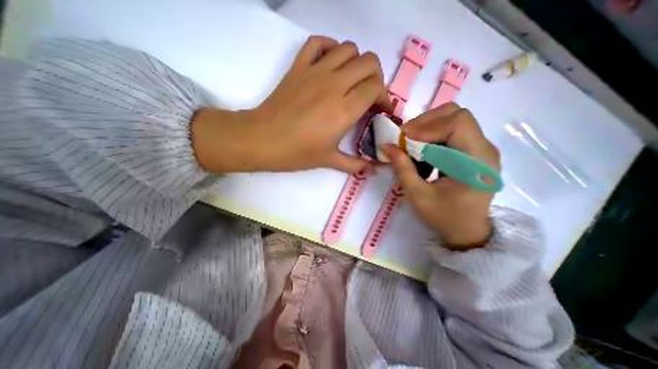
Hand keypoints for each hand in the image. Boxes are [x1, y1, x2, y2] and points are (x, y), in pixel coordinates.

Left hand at [193, 36, 392, 174]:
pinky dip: (330, 48)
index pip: (376, 88)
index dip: (385, 98)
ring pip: (348, 48)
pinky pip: (318, 43)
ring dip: (357, 63)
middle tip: (370, 95)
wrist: (262, 140)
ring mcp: (315, 71)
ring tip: (352, 81)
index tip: (381, 110)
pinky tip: (330, 65)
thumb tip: (373, 170)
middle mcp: (334, 84)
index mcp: (344, 109)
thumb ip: (355, 165)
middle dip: (376, 78)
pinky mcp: (298, 67)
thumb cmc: (297, 153)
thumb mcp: (329, 161)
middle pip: (369, 62)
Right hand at [382, 103, 499, 248]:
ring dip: (426, 128)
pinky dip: (431, 136)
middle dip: (425, 123)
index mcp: (477, 161)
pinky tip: (421, 151)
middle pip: (456, 115)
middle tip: (404, 138)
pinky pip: (450, 131)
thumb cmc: (445, 217)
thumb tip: (387, 146)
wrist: (467, 231)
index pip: (458, 123)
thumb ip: (402, 169)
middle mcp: (484, 148)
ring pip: (452, 120)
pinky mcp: (471, 150)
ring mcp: (479, 148)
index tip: (403, 139)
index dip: (427, 126)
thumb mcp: (418, 196)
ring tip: (410, 145)